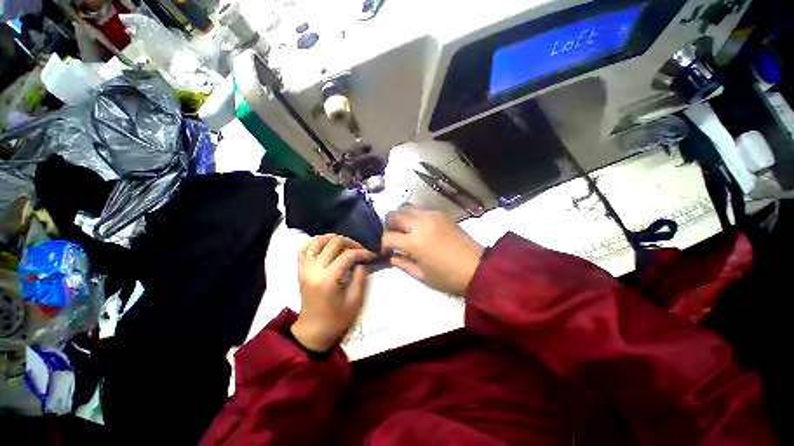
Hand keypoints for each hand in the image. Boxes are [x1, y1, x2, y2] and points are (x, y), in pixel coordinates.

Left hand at [292, 235, 375, 351]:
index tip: (371, 254)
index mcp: (329, 279)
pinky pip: (304, 249)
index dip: (362, 252)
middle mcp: (314, 269)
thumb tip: (362, 261)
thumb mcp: (355, 300)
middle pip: (333, 243)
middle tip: (360, 249)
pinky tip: (326, 246)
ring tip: (345, 244)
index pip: (348, 255)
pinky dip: (315, 243)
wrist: (313, 331)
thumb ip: (360, 277)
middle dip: (350, 242)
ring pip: (317, 241)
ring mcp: (305, 268)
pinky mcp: (300, 270)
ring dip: (333, 239)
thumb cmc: (336, 319)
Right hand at [382, 207, 483, 295]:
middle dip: (388, 226)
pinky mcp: (440, 213)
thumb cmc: (447, 276)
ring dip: (400, 218)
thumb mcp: (421, 275)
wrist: (477, 267)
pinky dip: (413, 215)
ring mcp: (431, 215)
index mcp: (414, 242)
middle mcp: (420, 223)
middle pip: (394, 215)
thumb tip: (391, 256)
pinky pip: (420, 209)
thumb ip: (402, 264)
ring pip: (406, 207)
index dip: (383, 244)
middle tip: (393, 237)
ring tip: (404, 230)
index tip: (385, 250)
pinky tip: (418, 226)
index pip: (388, 236)